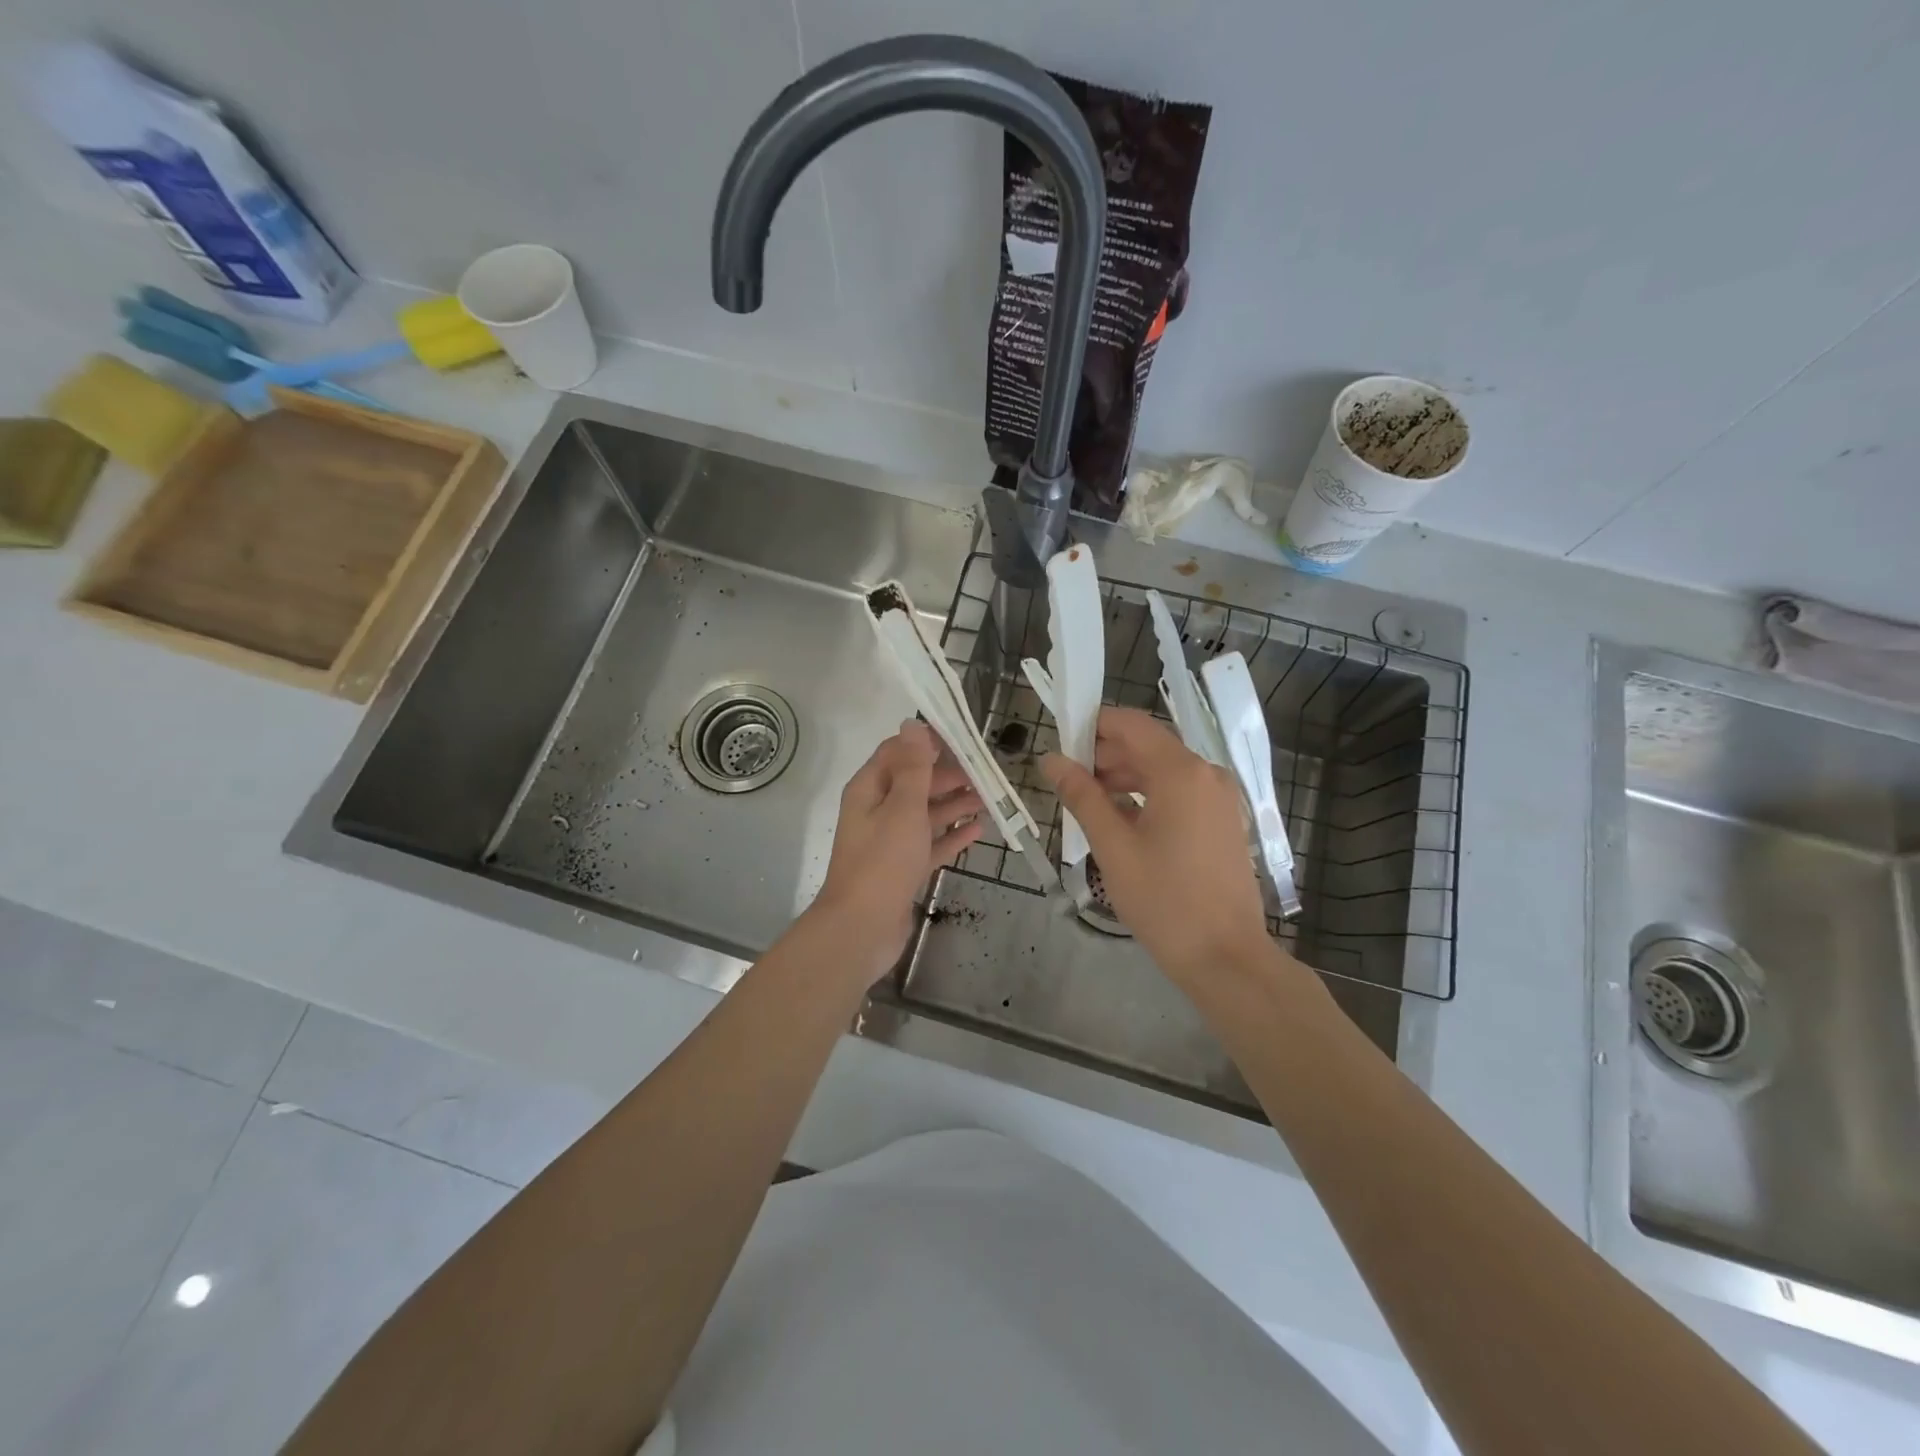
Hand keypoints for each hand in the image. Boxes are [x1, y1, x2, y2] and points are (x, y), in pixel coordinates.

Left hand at [810, 720, 984, 984]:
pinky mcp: (902, 868)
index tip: (963, 742)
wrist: (862, 928)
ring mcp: (889, 841)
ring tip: (988, 798)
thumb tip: (913, 724)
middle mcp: (876, 810)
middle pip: (915, 783)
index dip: (927, 744)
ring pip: (925, 814)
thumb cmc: (883, 861)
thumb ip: (913, 767)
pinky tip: (977, 831)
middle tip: (984, 774)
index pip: (898, 752)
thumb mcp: (903, 807)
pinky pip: (930, 844)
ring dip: (954, 804)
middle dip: (947, 776)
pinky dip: (951, 836)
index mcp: (869, 789)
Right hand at [1041, 707, 1278, 988]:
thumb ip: (1081, 796)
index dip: (1092, 725)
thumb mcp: (1113, 846)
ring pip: (1163, 770)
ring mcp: (1220, 797)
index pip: (1130, 724)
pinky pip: (1180, 792)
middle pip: (1147, 745)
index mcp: (1180, 772)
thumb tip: (1051, 760)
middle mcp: (1206, 773)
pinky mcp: (1223, 820)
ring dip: (1124, 777)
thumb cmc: (1163, 900)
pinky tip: (1121, 820)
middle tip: (1067, 780)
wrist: (1225, 956)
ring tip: (1088, 803)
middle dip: (1105, 755)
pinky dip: (1148, 796)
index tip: (1060, 743)